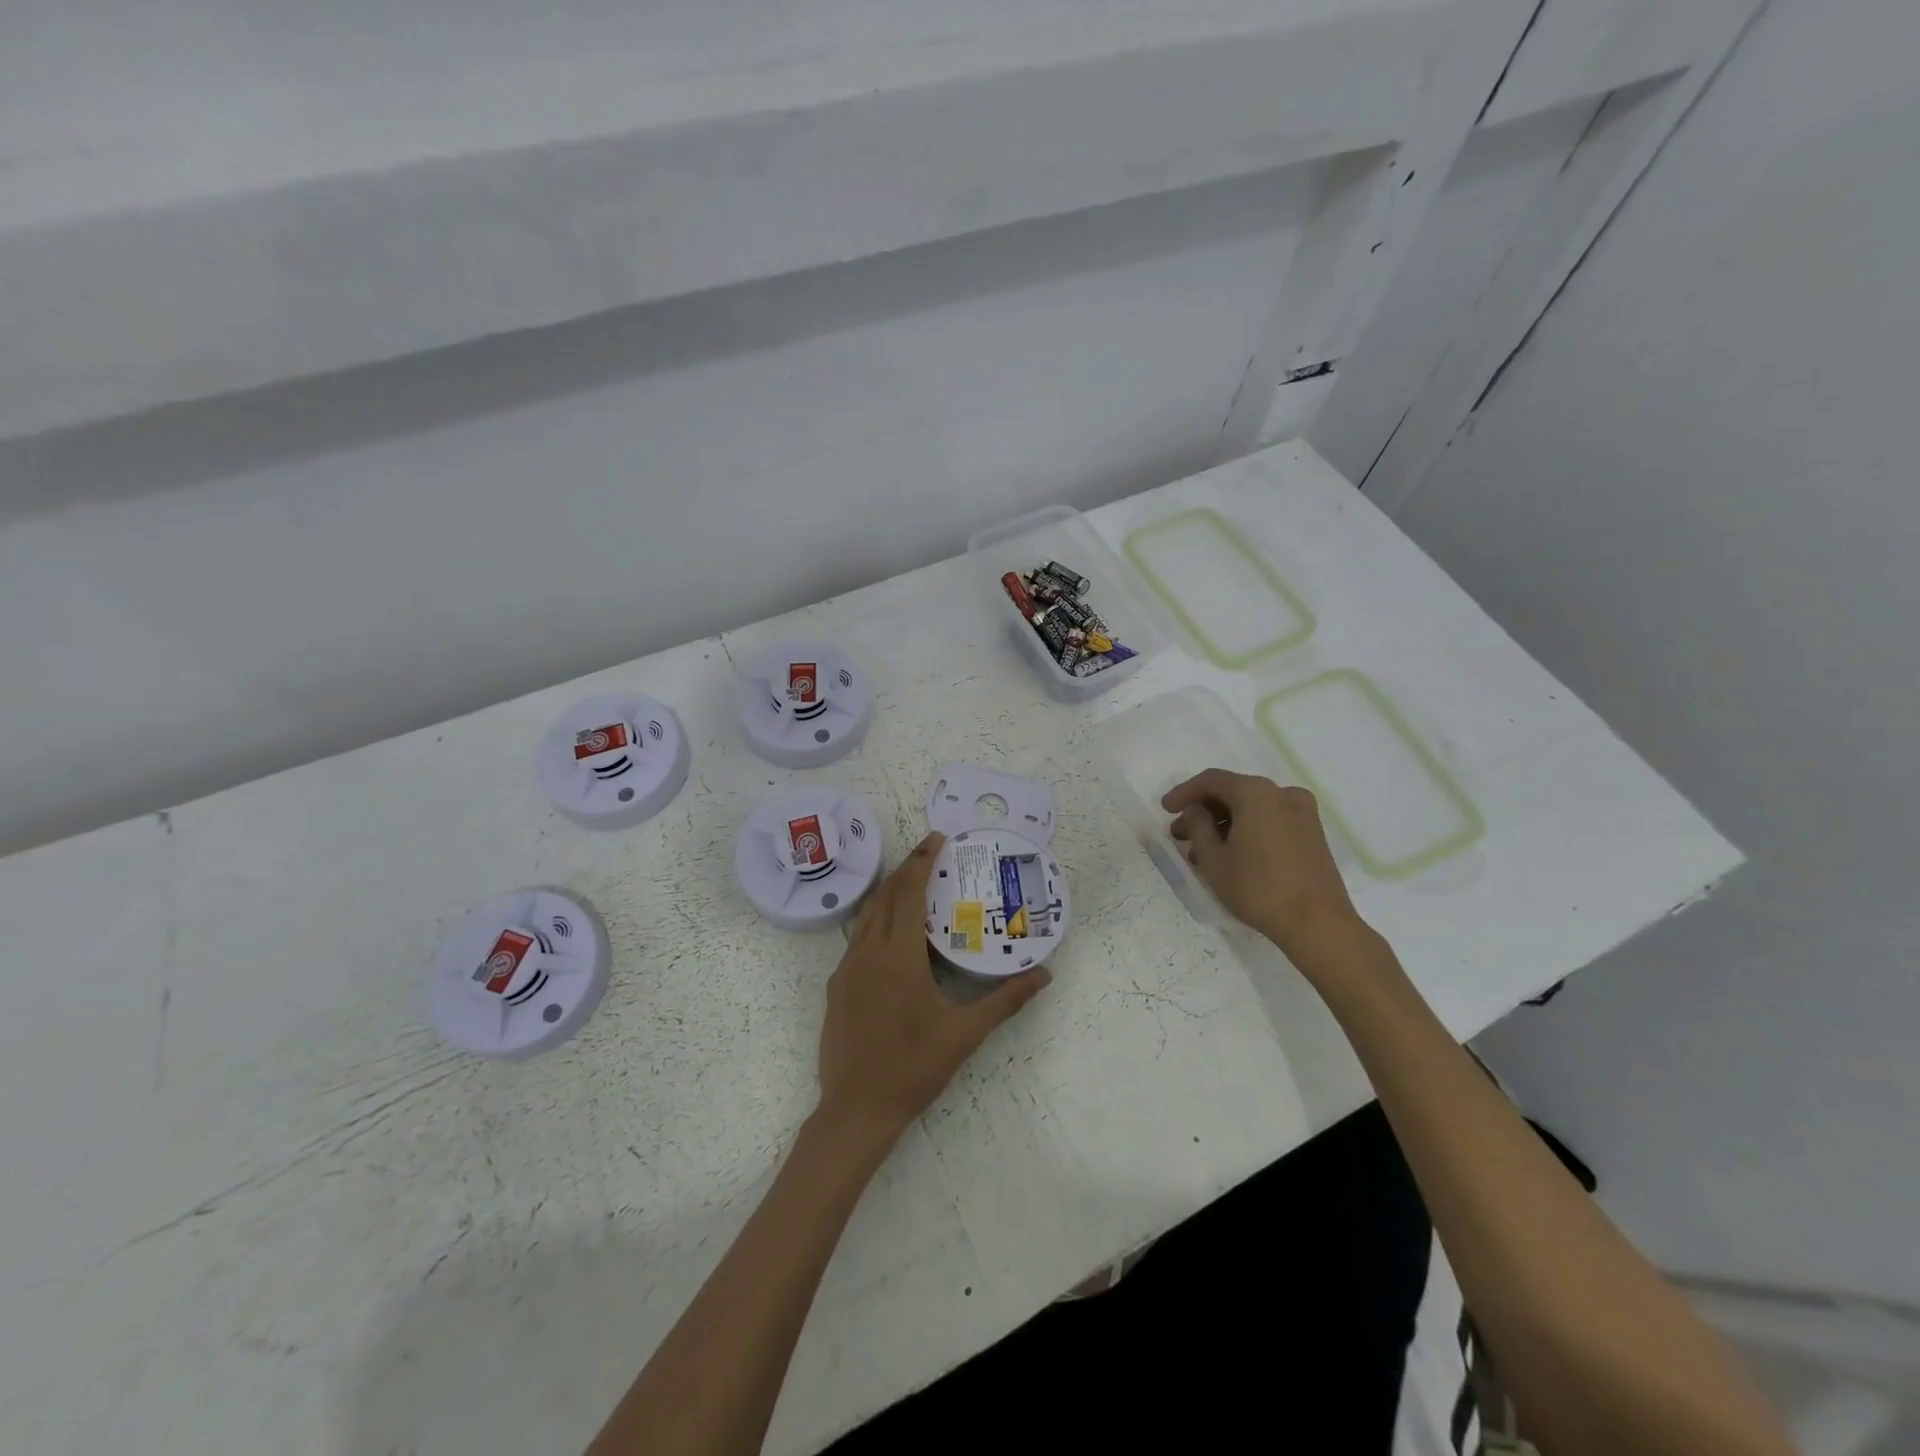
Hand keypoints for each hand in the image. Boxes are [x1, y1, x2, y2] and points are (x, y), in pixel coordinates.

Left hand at [816, 832, 1050, 1152]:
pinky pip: (857, 939)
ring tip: (914, 885)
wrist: (855, 1111)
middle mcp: (866, 953)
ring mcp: (846, 969)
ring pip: (866, 916)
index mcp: (897, 957)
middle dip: (907, 869)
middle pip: (884, 896)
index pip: (907, 893)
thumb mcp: (964, 1034)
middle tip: (931, 854)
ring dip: (889, 894)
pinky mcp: (837, 986)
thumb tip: (1044, 974)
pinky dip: (877, 922)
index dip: (921, 862)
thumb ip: (1005, 1001)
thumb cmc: (912, 1068)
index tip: (937, 839)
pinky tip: (894, 937)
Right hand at [1162, 769, 1362, 956]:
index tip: (1165, 810)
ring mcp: (1302, 814)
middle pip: (1233, 793)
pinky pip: (1270, 822)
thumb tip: (1196, 811)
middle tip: (1180, 835)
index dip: (1184, 793)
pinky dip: (1247, 831)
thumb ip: (1197, 826)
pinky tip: (1230, 856)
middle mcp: (1282, 793)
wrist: (1317, 923)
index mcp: (1257, 792)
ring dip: (1224, 825)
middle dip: (1203, 812)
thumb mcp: (1213, 858)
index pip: (1212, 781)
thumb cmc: (1257, 886)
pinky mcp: (1312, 835)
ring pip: (1252, 810)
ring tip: (1201, 852)